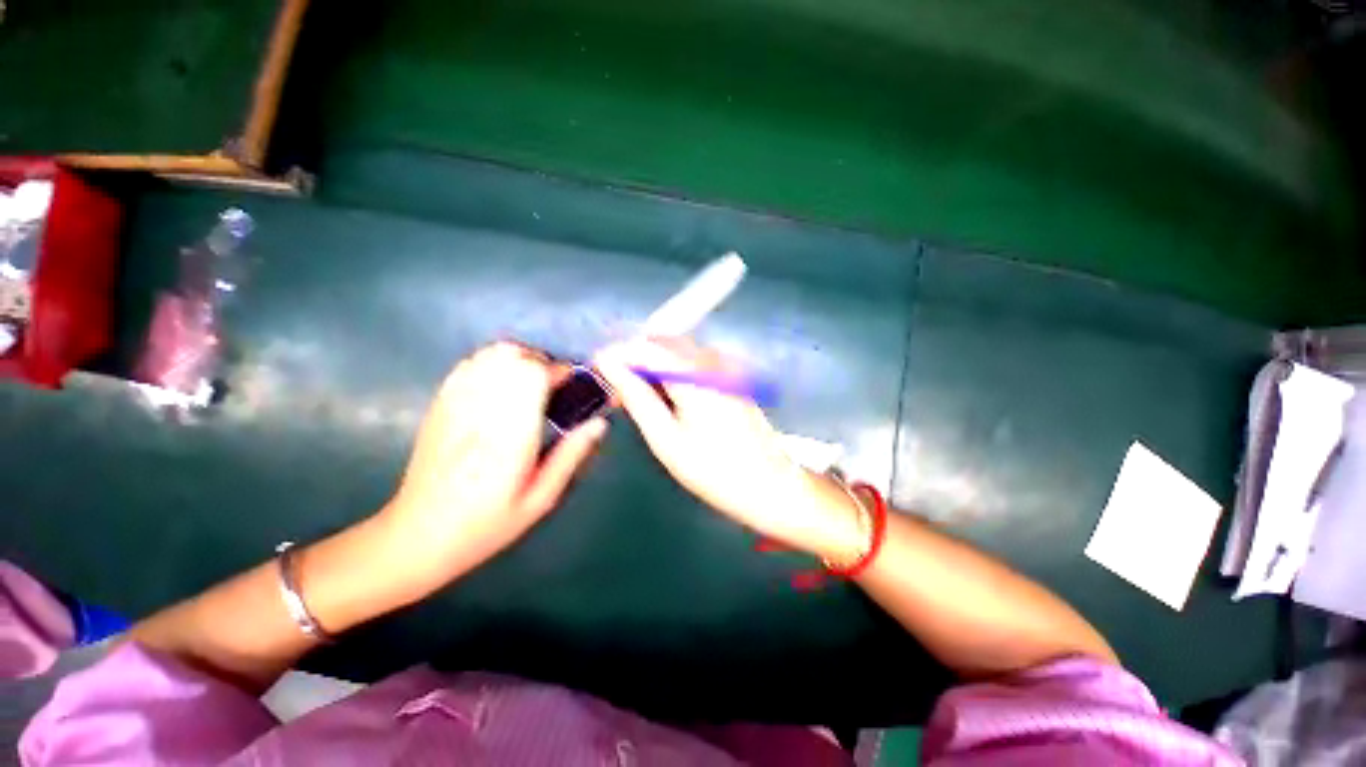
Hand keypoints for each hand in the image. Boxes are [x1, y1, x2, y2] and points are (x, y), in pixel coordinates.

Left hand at [381, 342, 606, 582]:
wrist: (419, 535)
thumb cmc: (487, 523)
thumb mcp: (541, 498)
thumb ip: (571, 455)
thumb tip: (599, 423)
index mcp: (510, 432)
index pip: (533, 374)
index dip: (558, 371)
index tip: (572, 385)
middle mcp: (481, 408)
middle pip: (512, 354)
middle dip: (540, 362)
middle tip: (553, 386)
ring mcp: (455, 402)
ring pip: (490, 354)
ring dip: (518, 359)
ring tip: (530, 384)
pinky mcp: (440, 404)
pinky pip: (469, 364)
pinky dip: (492, 363)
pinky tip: (501, 386)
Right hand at [594, 338, 862, 558]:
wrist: (770, 485)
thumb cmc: (715, 470)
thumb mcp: (667, 439)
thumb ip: (637, 397)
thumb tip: (610, 365)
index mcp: (693, 375)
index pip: (646, 345)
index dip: (617, 352)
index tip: (597, 371)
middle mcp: (710, 361)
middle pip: (661, 343)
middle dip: (634, 358)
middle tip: (617, 391)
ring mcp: (723, 367)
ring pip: (675, 351)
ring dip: (652, 365)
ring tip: (637, 397)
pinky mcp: (729, 376)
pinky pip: (691, 363)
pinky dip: (671, 373)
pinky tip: (665, 398)